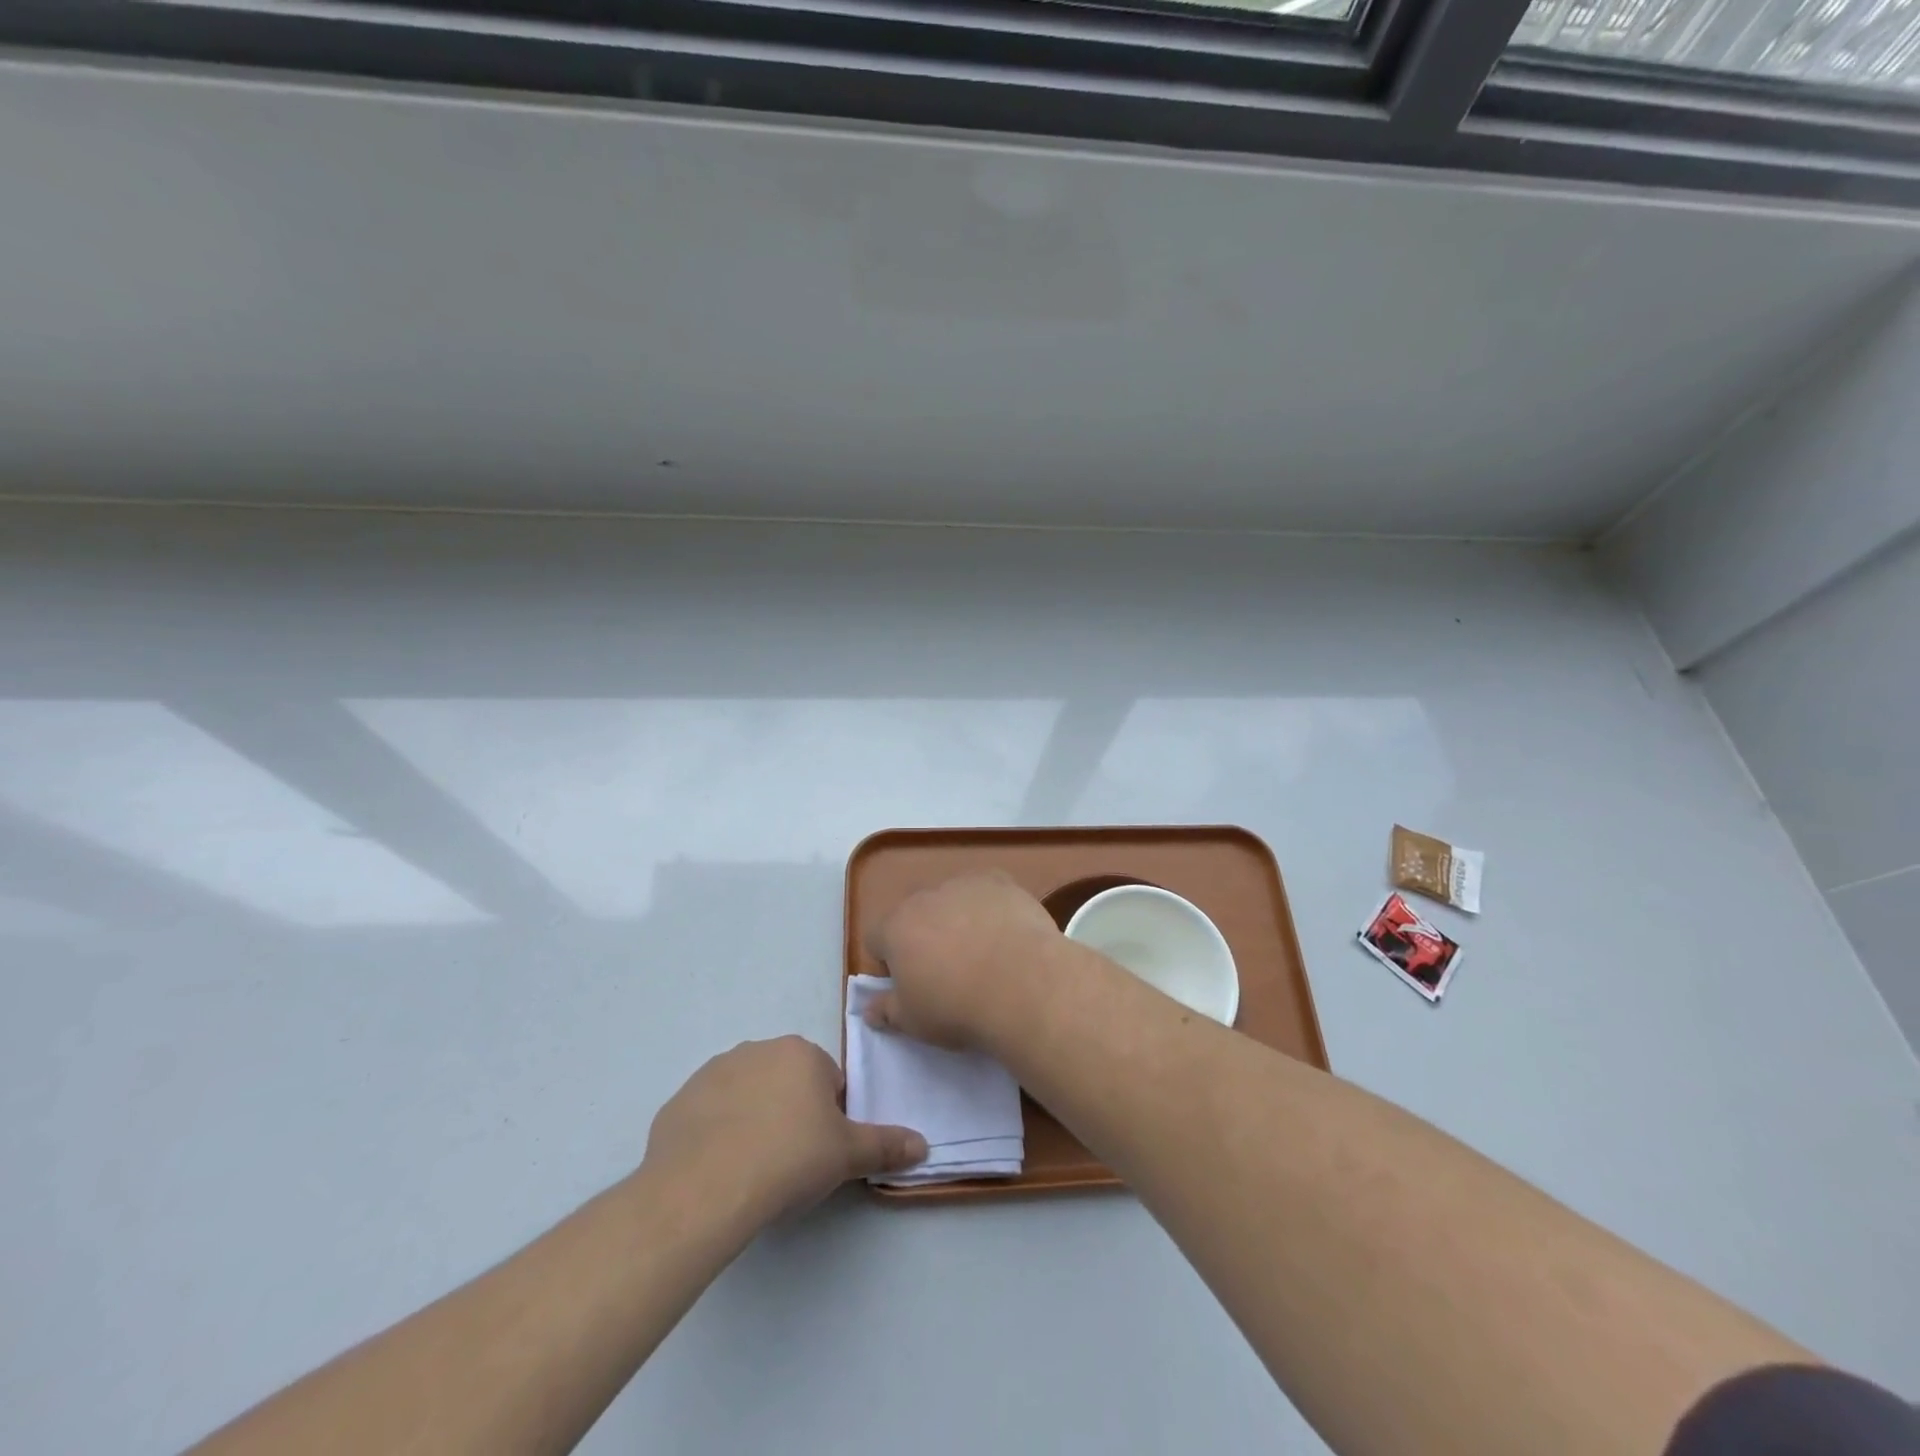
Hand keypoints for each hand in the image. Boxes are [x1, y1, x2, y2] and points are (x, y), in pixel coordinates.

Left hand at [643, 1037, 926, 1221]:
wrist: (704, 1189)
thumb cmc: (788, 1159)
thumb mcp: (847, 1156)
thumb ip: (886, 1145)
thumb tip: (924, 1146)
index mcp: (801, 1053)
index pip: (827, 1081)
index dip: (828, 1119)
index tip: (819, 1152)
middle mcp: (757, 1049)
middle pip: (785, 1084)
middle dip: (791, 1115)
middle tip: (790, 1163)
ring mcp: (712, 1073)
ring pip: (746, 1097)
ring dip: (752, 1122)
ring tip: (751, 1170)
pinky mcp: (678, 1102)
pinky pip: (708, 1117)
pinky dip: (715, 1137)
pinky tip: (718, 1172)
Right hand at [862, 871, 1062, 1049]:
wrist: (1022, 985)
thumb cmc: (958, 1008)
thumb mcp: (913, 1022)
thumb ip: (886, 1011)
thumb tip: (869, 1009)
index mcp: (896, 928)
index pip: (877, 938)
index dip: (889, 962)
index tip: (910, 984)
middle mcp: (925, 897)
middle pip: (915, 914)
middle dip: (924, 937)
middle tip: (947, 971)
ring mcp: (964, 885)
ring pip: (952, 900)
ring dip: (957, 919)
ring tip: (983, 953)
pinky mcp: (1000, 882)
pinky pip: (987, 891)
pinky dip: (991, 907)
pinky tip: (1007, 933)